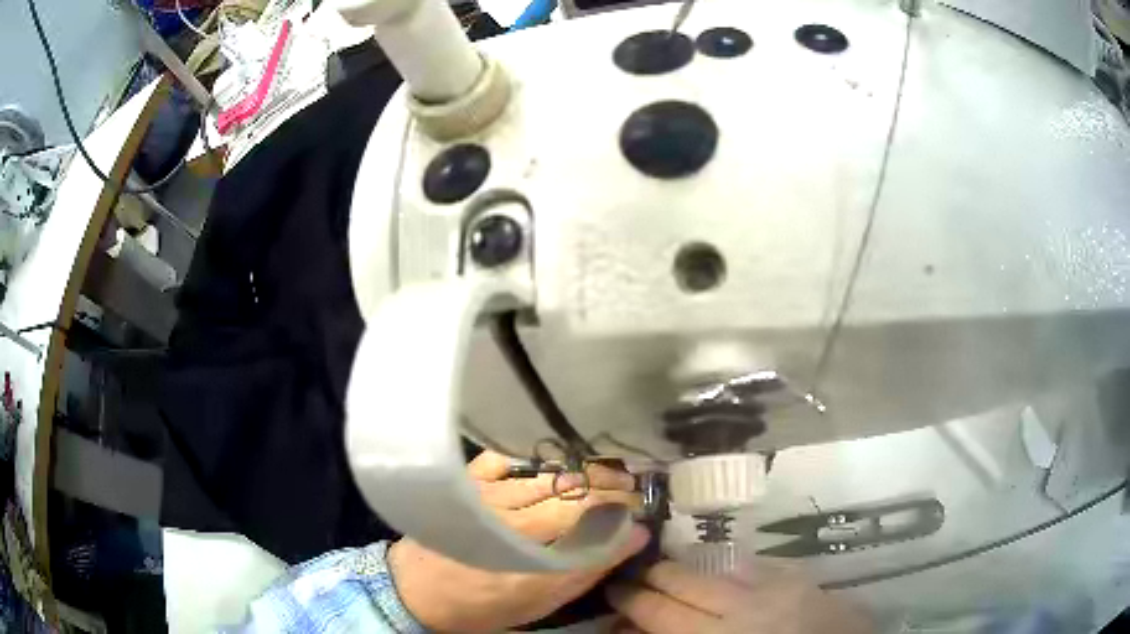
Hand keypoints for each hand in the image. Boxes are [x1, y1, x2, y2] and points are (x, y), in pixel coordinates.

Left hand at [388, 451, 647, 631]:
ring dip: (582, 471)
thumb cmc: (482, 605)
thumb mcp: (539, 603)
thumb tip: (633, 536)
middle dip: (610, 484)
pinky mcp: (467, 482)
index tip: (640, 506)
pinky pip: (508, 459)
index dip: (622, 504)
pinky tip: (554, 466)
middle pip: (573, 486)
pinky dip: (536, 461)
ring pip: (548, 472)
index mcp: (530, 549)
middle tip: (632, 487)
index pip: (590, 510)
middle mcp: (510, 514)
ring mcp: (486, 492)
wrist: (417, 590)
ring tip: (605, 474)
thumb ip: (587, 570)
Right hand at [606, 559, 873, 633]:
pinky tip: (721, 574)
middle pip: (683, 582)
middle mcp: (743, 607)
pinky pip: (753, 564)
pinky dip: (729, 569)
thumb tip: (639, 630)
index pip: (659, 613)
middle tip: (631, 577)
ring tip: (667, 571)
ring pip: (715, 567)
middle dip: (651, 577)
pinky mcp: (800, 578)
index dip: (630, 600)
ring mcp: (775, 587)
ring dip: (687, 569)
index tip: (611, 590)